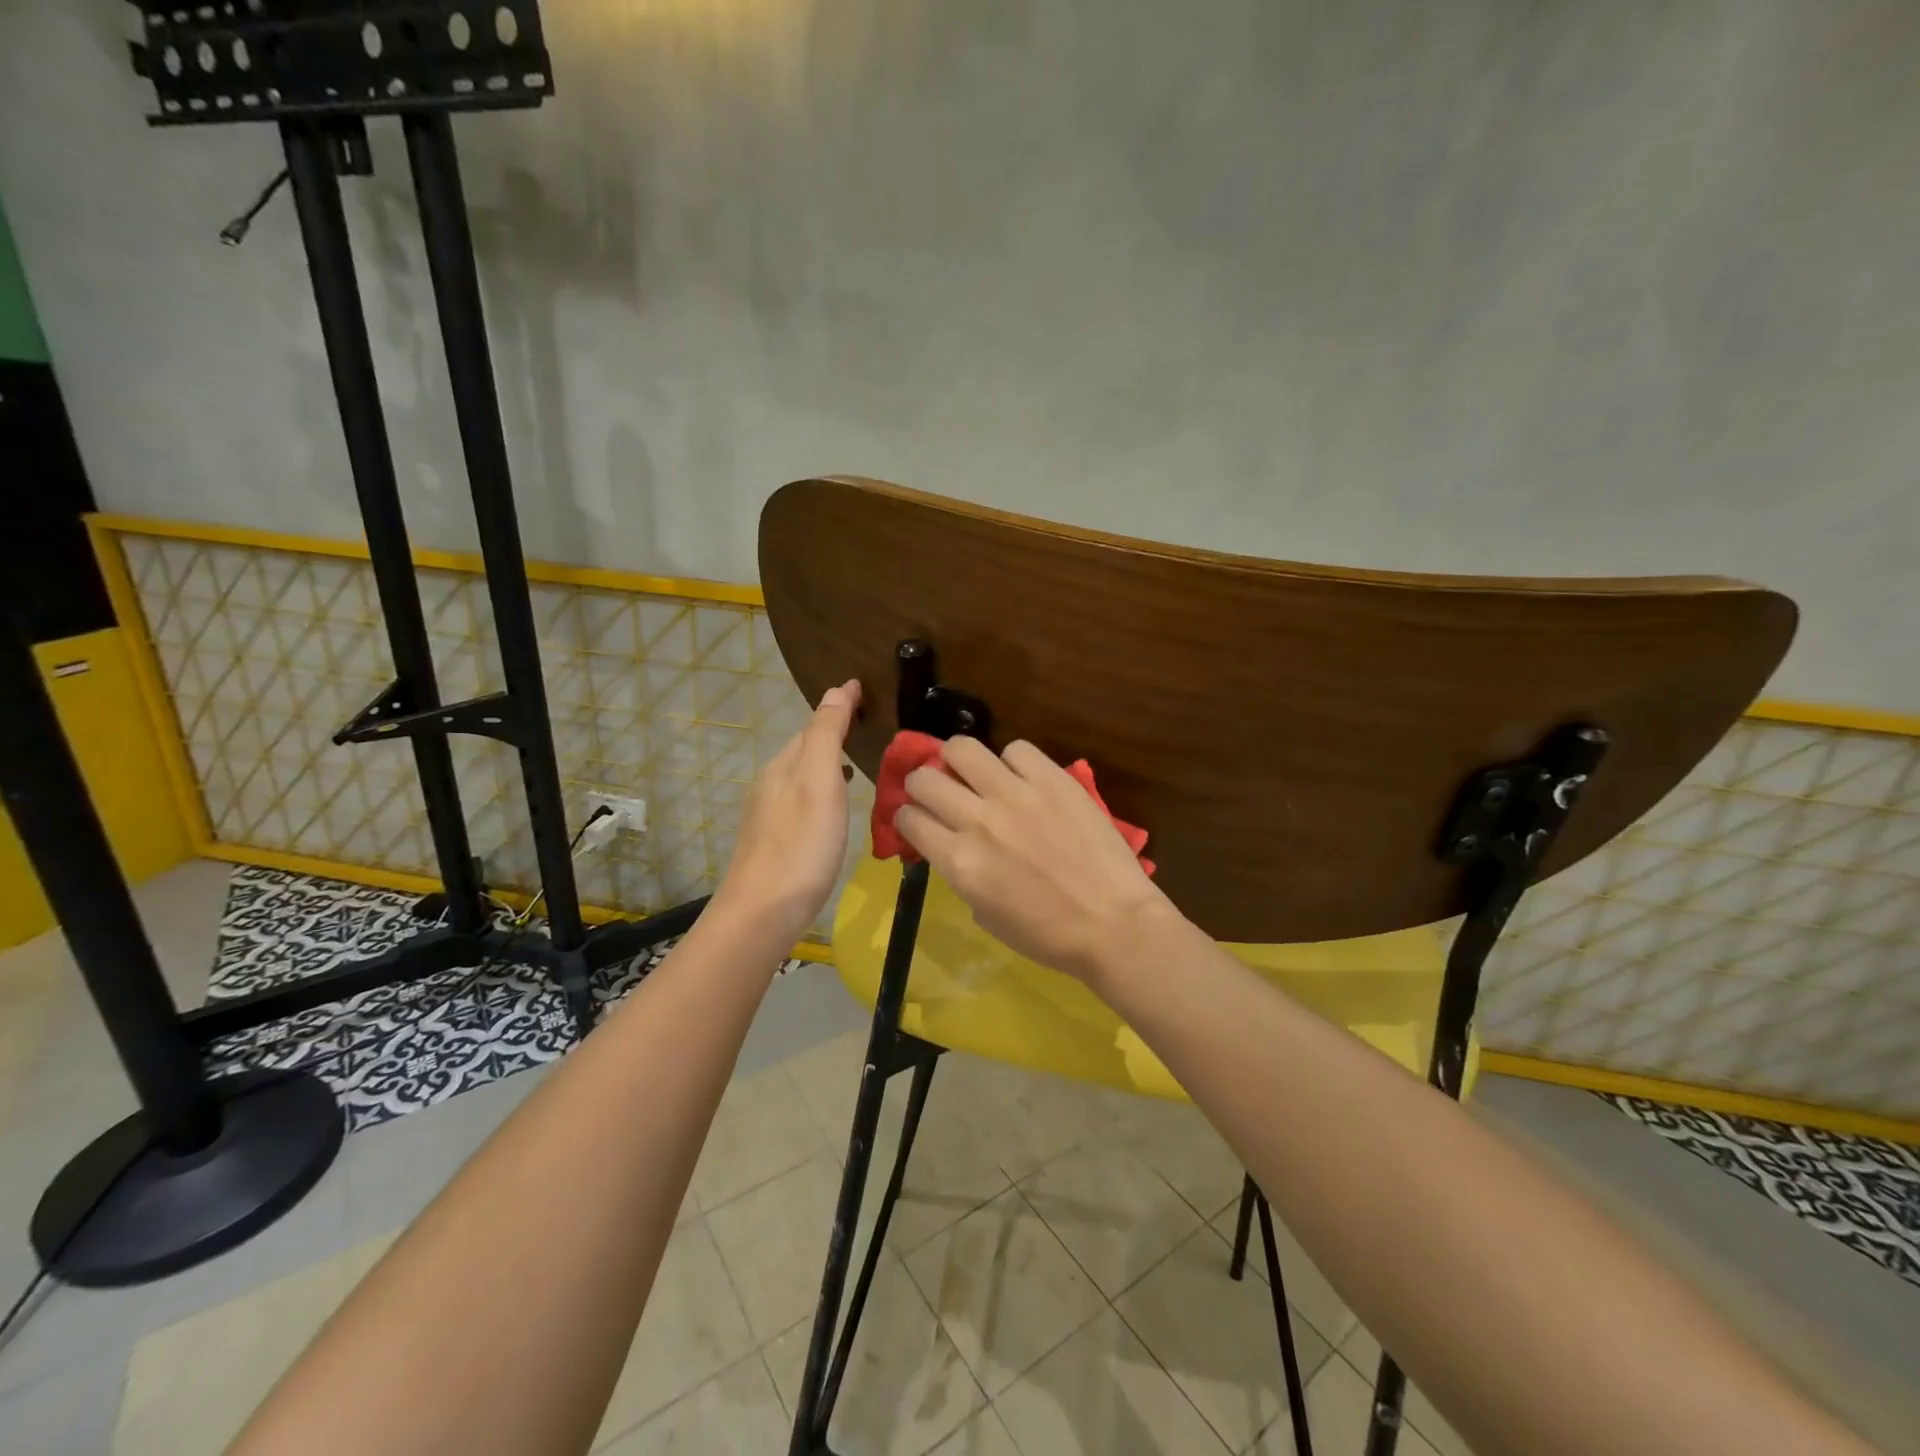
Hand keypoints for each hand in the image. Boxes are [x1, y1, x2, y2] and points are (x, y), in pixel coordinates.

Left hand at [717, 679, 860, 939]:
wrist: (763, 913)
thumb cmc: (800, 845)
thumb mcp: (818, 782)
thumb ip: (826, 734)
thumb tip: (837, 689)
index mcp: (783, 765)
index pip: (813, 724)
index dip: (839, 706)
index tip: (864, 689)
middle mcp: (771, 783)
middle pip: (805, 748)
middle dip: (833, 731)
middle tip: (867, 723)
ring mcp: (769, 814)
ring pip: (802, 775)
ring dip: (827, 762)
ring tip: (856, 761)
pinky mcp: (774, 841)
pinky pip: (802, 799)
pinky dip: (822, 789)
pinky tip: (834, 806)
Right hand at [893, 737, 1175, 983]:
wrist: (1114, 925)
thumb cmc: (1048, 936)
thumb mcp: (986, 914)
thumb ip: (962, 874)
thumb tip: (955, 846)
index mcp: (959, 862)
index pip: (908, 819)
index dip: (906, 816)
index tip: (915, 818)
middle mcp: (979, 821)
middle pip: (924, 778)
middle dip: (922, 783)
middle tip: (937, 790)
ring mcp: (1017, 795)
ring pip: (962, 748)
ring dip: (958, 759)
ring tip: (972, 771)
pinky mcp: (1053, 780)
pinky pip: (1017, 749)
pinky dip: (1012, 761)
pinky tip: (1022, 778)